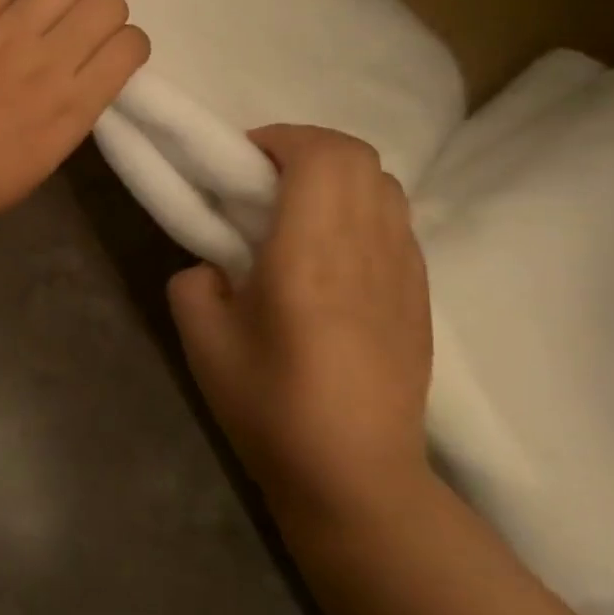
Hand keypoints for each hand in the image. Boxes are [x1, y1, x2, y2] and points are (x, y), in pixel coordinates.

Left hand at [0, 0, 148, 243]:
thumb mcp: (33, 169)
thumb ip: (61, 120)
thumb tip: (69, 87)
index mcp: (70, 110)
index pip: (129, 47)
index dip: (127, 45)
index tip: (110, 55)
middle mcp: (49, 62)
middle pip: (106, 4)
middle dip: (103, 13)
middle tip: (79, 29)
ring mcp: (6, 33)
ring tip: (46, 11)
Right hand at [167, 124, 433, 532]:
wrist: (355, 475)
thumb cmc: (269, 406)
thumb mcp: (201, 340)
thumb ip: (194, 282)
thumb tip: (215, 267)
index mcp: (310, 253)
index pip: (321, 155)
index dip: (279, 138)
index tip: (240, 159)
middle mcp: (367, 248)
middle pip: (359, 156)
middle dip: (306, 148)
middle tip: (262, 179)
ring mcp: (403, 271)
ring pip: (384, 185)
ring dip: (337, 177)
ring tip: (295, 211)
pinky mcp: (419, 296)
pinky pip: (395, 222)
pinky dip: (359, 209)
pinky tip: (328, 253)